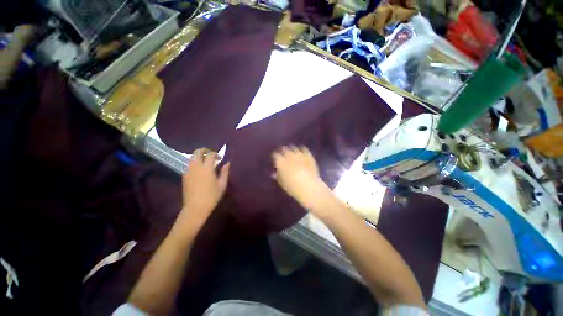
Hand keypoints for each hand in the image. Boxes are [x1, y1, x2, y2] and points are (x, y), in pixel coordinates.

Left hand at [179, 148, 229, 226]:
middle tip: (211, 155)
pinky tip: (199, 169)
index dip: (216, 154)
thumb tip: (227, 163)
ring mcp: (188, 170)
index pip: (211, 155)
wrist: (195, 208)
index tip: (220, 158)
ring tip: (205, 161)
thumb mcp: (222, 185)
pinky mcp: (184, 175)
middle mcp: (196, 166)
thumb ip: (225, 172)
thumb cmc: (212, 197)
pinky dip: (194, 162)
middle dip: (205, 150)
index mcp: (207, 168)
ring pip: (192, 157)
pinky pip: (189, 164)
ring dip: (199, 156)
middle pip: (198, 152)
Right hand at [272, 146, 327, 207]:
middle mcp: (289, 155)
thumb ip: (277, 176)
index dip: (275, 156)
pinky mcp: (308, 155)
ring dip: (292, 150)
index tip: (275, 159)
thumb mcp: (282, 183)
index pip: (275, 155)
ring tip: (292, 153)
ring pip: (293, 148)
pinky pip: (304, 149)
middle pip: (284, 149)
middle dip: (283, 151)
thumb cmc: (293, 187)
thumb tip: (274, 173)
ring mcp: (299, 154)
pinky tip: (302, 153)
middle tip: (283, 155)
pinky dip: (302, 150)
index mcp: (280, 162)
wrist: (309, 187)